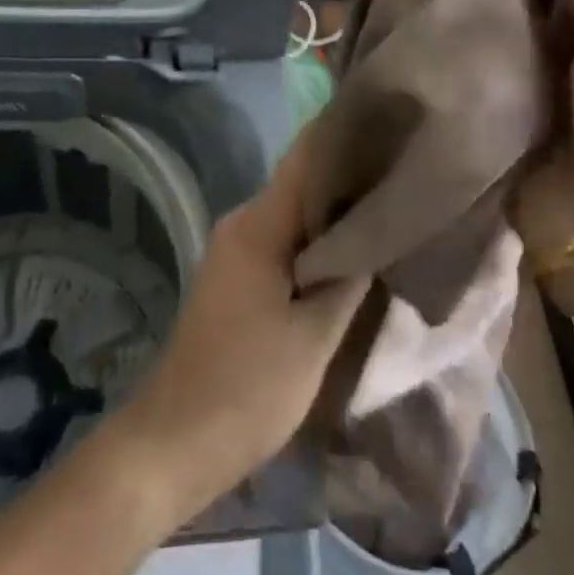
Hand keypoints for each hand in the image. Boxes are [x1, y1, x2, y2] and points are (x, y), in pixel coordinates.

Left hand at [115, 136, 369, 523]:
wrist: (173, 443)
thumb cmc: (247, 389)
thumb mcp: (312, 339)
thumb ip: (347, 278)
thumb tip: (376, 233)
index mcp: (258, 224)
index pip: (306, 160)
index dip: (347, 142)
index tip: (390, 131)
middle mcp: (242, 223)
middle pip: (302, 184)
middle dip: (349, 181)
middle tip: (400, 178)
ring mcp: (235, 249)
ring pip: (294, 215)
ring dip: (333, 215)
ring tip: (385, 211)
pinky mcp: (236, 275)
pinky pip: (282, 241)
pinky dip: (314, 242)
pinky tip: (348, 253)